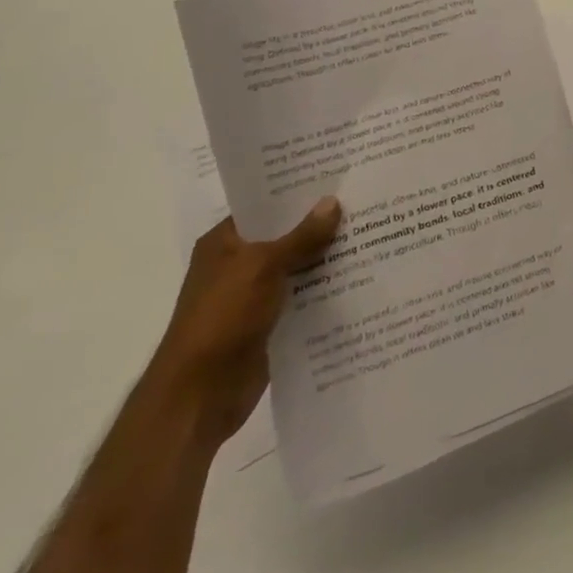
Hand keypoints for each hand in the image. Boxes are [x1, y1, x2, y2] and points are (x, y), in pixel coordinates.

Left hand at [145, 197, 341, 449]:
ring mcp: (253, 296)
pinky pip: (303, 298)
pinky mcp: (269, 324)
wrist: (199, 395)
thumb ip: (301, 236)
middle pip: (285, 236)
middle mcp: (238, 265)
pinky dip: (325, 290)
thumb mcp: (263, 267)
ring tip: (373, 234)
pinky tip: (361, 278)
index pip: (265, 206)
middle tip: (365, 202)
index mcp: (224, 242)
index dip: (298, 193)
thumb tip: (332, 202)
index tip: (338, 177)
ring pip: (298, 268)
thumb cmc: (222, 318)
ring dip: (327, 258)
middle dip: (320, 224)